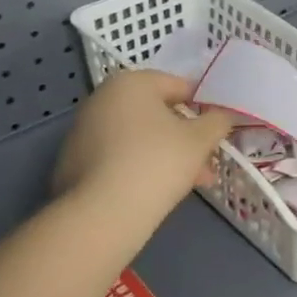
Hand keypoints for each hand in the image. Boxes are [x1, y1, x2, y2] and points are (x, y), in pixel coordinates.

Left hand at [54, 71, 236, 229]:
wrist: (102, 214)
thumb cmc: (157, 161)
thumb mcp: (200, 140)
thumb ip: (217, 122)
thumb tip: (222, 116)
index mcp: (131, 82)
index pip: (178, 86)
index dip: (203, 107)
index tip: (217, 131)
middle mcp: (102, 98)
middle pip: (157, 113)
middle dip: (186, 137)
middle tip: (207, 162)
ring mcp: (84, 130)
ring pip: (139, 137)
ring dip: (166, 154)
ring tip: (190, 183)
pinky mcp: (73, 161)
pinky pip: (118, 156)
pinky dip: (139, 166)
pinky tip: (157, 191)